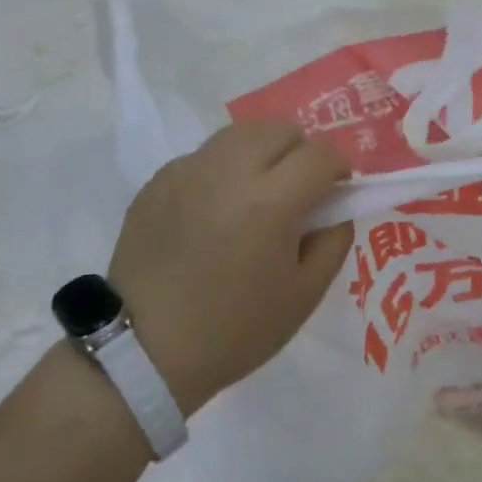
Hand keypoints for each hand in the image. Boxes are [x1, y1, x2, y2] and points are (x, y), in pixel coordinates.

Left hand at [108, 123, 353, 415]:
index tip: (335, 191)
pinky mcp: (159, 179)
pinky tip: (215, 210)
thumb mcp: (305, 295)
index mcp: (270, 202)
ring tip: (257, 192)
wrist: (143, 351)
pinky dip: (224, 170)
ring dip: (263, 153)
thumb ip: (334, 239)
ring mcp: (188, 170)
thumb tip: (337, 205)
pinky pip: (206, 156)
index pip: (321, 155)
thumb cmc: (234, 329)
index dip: (338, 169)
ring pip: (242, 134)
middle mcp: (228, 171)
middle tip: (296, 192)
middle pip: (282, 131)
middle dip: (301, 153)